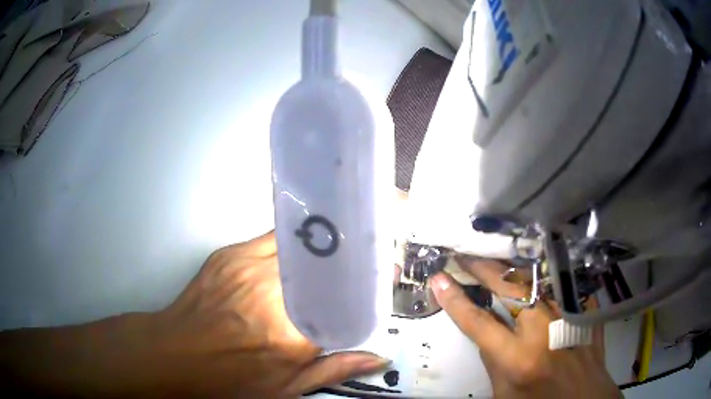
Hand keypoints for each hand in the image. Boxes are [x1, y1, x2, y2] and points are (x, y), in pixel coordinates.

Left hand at [148, 231, 388, 397]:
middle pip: (325, 258)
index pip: (344, 297)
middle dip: (350, 254)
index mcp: (291, 332)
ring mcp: (247, 265)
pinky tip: (298, 253)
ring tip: (337, 248)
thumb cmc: (230, 378)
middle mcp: (272, 290)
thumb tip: (378, 357)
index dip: (369, 281)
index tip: (385, 271)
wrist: (176, 354)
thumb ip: (334, 370)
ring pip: (299, 240)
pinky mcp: (229, 253)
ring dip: (321, 244)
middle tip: (365, 256)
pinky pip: (272, 238)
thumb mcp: (285, 388)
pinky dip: (292, 243)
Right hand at [430, 258, 621, 398]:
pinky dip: (543, 271)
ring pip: (536, 278)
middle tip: (465, 255)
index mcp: (518, 359)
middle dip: (483, 269)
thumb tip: (485, 330)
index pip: (478, 322)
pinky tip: (532, 261)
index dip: (455, 300)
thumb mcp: (504, 393)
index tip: (439, 279)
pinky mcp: (584, 309)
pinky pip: (561, 282)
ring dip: (511, 266)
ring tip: (493, 254)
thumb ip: (492, 360)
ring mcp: (569, 315)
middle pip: (509, 288)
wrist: (583, 398)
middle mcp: (544, 331)